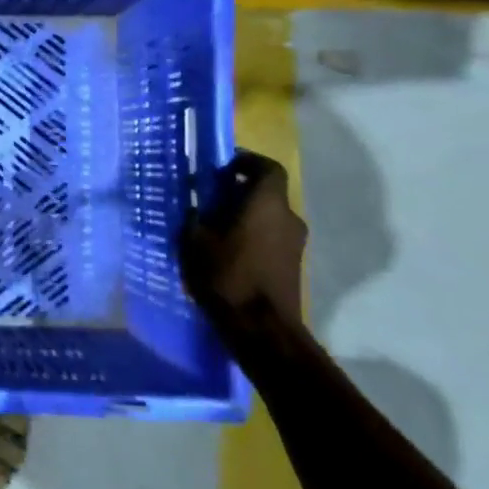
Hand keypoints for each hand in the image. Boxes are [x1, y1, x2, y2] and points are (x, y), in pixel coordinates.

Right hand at [180, 150, 307, 336]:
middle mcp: (288, 217)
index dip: (246, 161)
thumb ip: (194, 216)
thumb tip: (193, 204)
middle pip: (266, 192)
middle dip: (239, 191)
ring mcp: (295, 243)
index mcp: (266, 203)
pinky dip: (252, 235)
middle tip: (209, 199)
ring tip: (214, 227)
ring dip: (245, 215)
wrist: (262, 327)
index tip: (222, 167)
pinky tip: (227, 251)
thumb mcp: (195, 240)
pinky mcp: (293, 264)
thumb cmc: (227, 274)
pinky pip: (271, 237)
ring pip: (268, 216)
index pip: (267, 167)